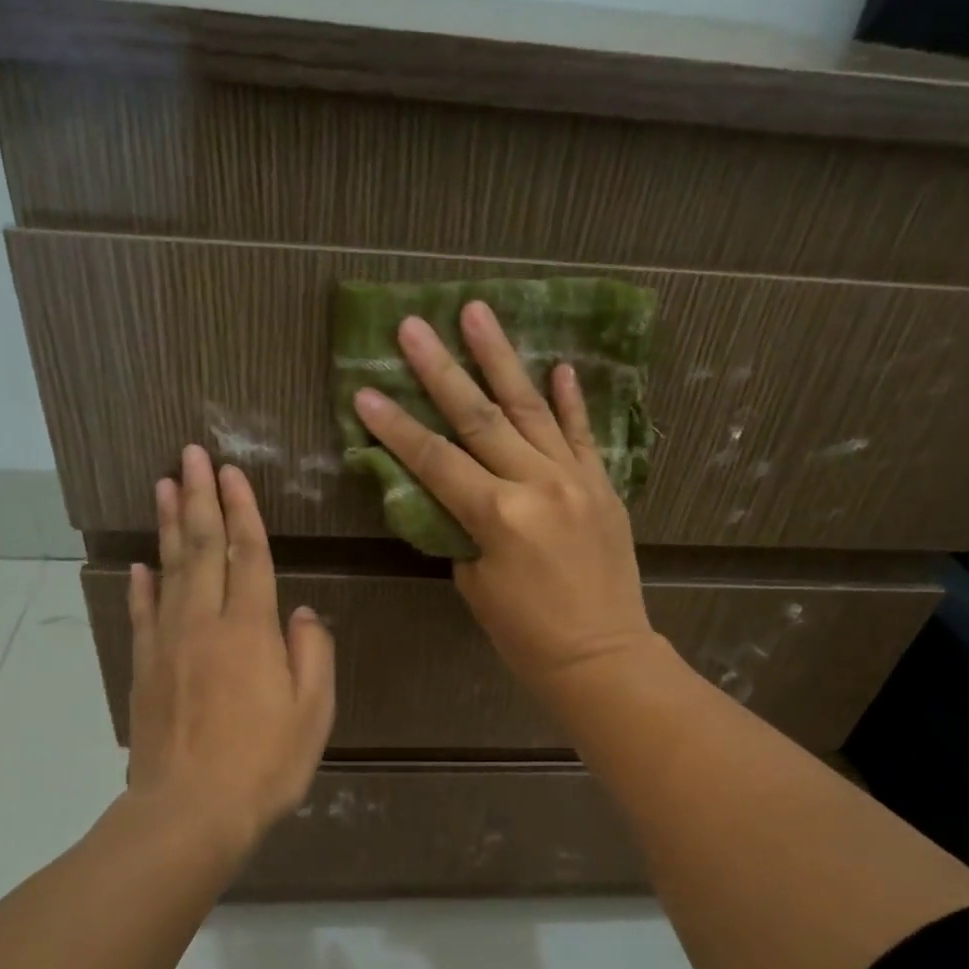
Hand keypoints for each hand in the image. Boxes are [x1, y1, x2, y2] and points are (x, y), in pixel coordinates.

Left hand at [126, 445, 335, 850]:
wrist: (191, 811)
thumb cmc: (265, 764)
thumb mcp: (313, 713)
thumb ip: (313, 655)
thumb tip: (304, 614)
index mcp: (251, 631)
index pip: (248, 556)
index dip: (242, 511)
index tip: (231, 471)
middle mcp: (205, 624)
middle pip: (203, 549)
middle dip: (200, 499)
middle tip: (190, 454)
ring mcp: (168, 645)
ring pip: (169, 571)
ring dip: (169, 526)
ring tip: (165, 486)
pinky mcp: (145, 670)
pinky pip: (143, 615)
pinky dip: (143, 585)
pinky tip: (141, 565)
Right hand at [352, 302, 658, 696]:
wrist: (602, 656)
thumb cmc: (527, 636)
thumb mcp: (477, 586)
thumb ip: (462, 531)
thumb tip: (455, 496)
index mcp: (499, 516)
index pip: (435, 461)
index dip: (396, 428)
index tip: (365, 391)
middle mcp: (537, 484)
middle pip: (479, 418)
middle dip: (440, 370)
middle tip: (412, 324)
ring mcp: (576, 479)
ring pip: (531, 409)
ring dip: (501, 359)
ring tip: (477, 312)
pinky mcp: (603, 485)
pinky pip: (583, 434)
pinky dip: (570, 400)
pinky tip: (557, 365)